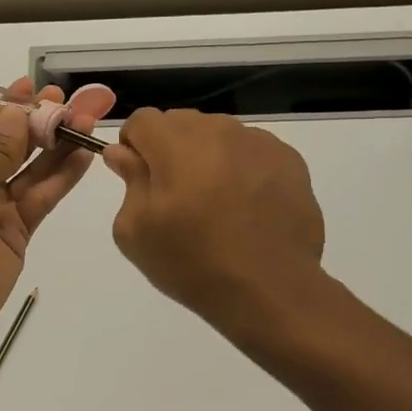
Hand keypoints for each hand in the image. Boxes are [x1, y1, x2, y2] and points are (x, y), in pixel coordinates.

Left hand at [0, 78, 114, 339]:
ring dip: (60, 146)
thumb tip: (17, 113)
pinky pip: (44, 197)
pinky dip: (63, 177)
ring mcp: (0, 207)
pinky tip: (84, 155)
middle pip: (17, 146)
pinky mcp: (20, 231)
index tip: (36, 87)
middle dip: (44, 123)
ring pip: (36, 170)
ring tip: (88, 121)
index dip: (12, 108)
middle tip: (74, 101)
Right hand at [103, 109, 326, 331]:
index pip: (141, 120)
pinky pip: (251, 150)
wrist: (269, 290)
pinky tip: (246, 206)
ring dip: (207, 156)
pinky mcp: (289, 159)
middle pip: (180, 122)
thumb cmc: (192, 263)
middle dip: (170, 148)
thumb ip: (128, 180)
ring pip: (217, 134)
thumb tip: (122, 153)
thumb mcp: (136, 231)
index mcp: (175, 144)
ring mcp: (258, 142)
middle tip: (176, 195)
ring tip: (215, 202)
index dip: (134, 145)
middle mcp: (217, 131)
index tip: (138, 177)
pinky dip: (241, 167)